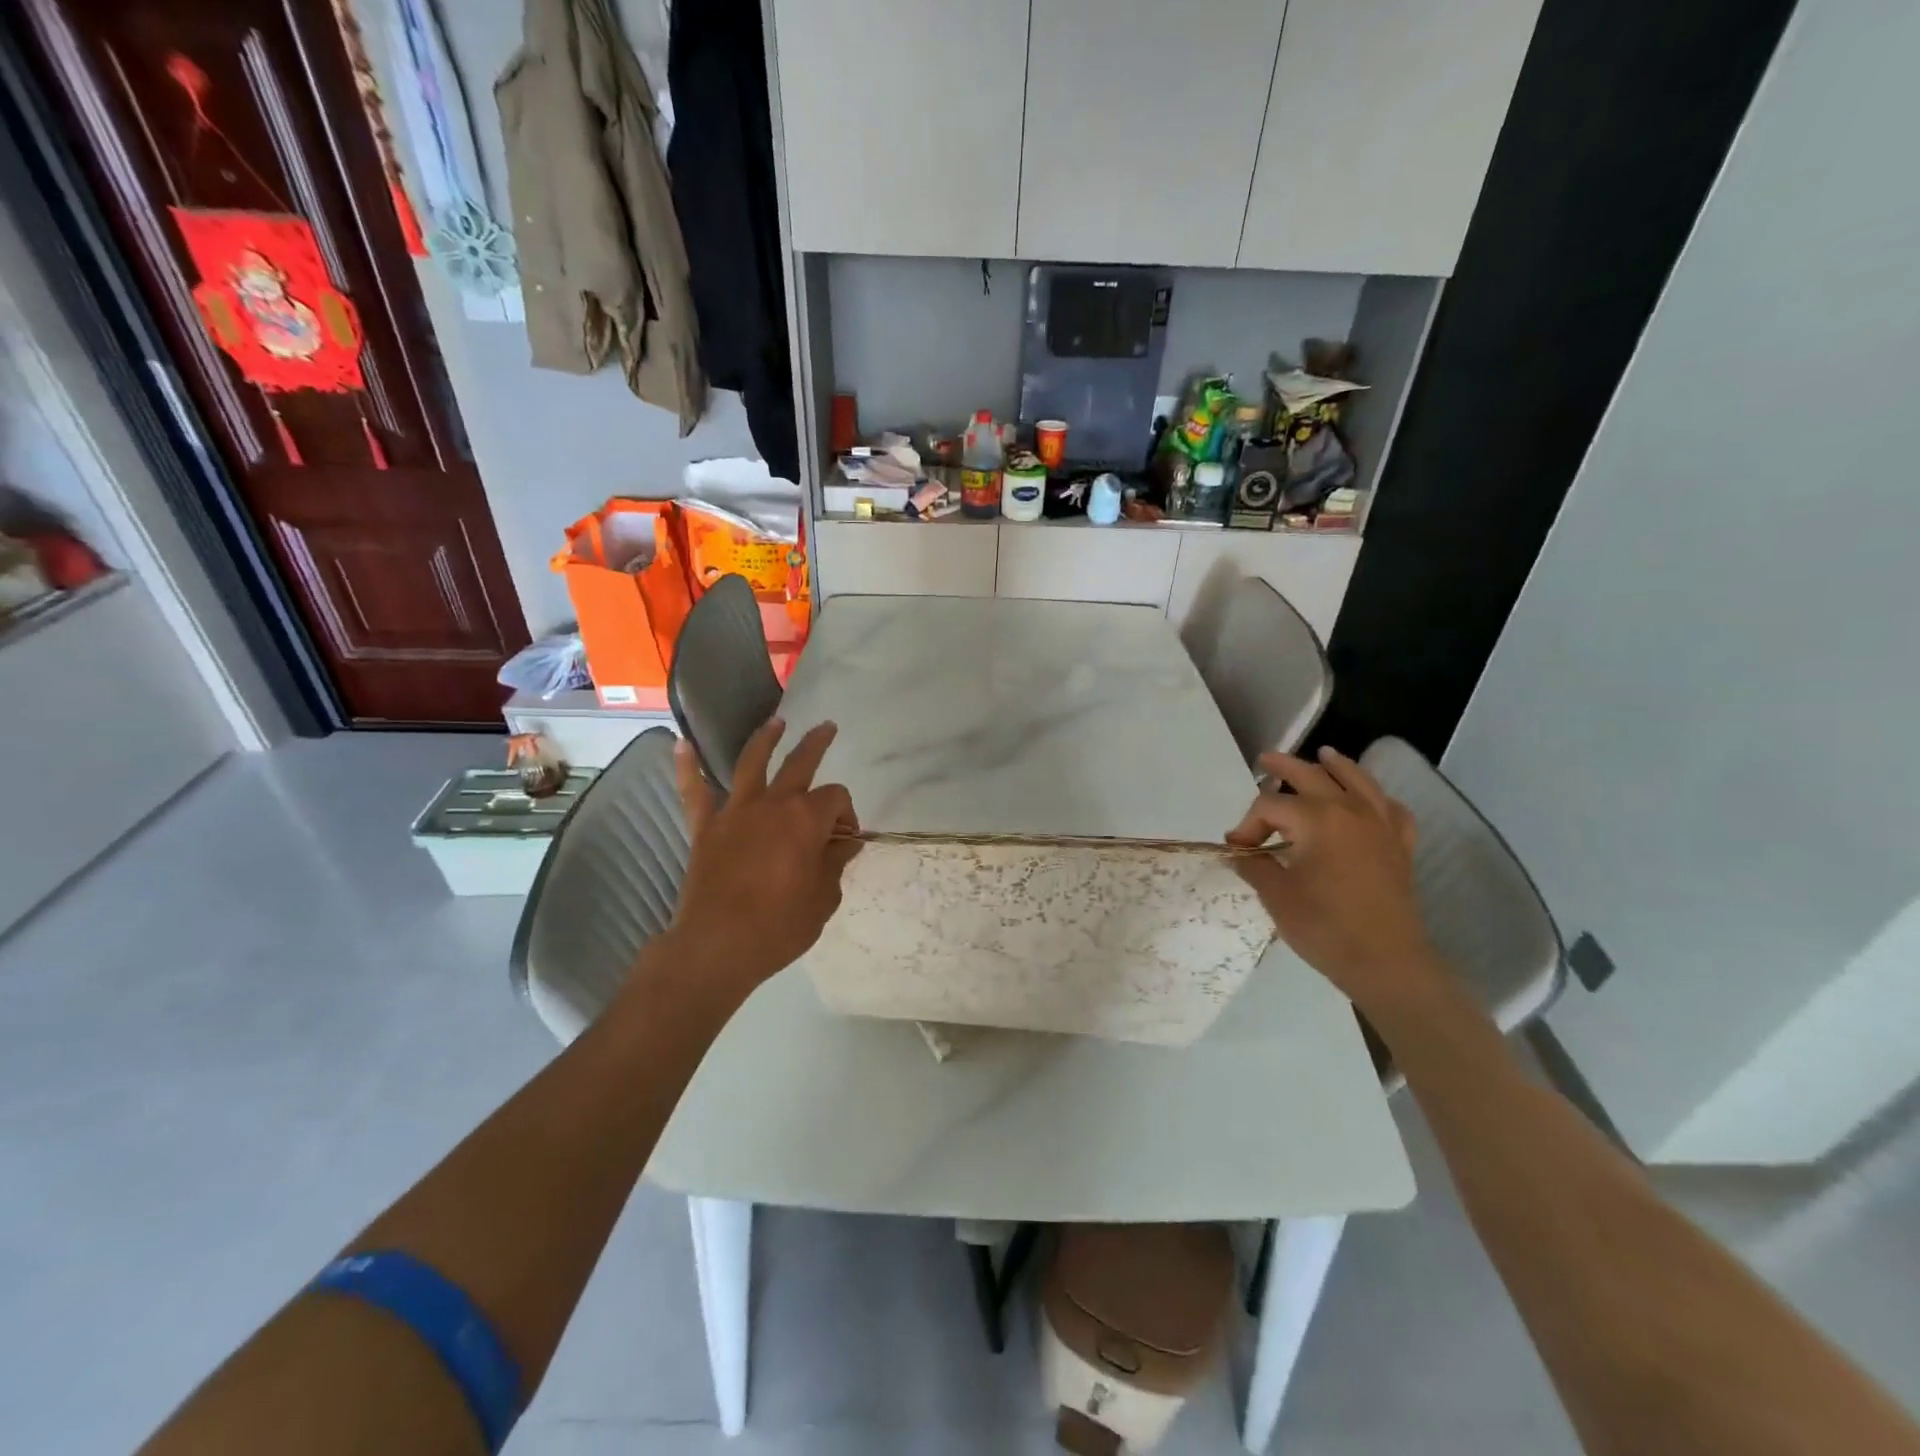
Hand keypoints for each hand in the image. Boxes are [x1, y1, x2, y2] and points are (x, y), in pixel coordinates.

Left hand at [661, 717, 862, 1002]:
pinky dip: (687, 768)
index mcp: (806, 819)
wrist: (717, 947)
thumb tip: (845, 844)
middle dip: (817, 743)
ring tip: (776, 722)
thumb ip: (835, 864)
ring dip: (765, 738)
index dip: (846, 815)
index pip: (836, 799)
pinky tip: (681, 745)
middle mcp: (772, 804)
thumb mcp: (823, 899)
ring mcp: (735, 812)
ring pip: (750, 763)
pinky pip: (694, 792)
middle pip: (800, 763)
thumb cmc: (779, 927)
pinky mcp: (705, 828)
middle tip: (827, 728)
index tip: (845, 840)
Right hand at [1226, 746, 1441, 1014]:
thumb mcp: (1276, 896)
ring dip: (1337, 765)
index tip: (1237, 850)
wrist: (1387, 963)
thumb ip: (1255, 866)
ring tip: (1324, 754)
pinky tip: (1370, 800)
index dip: (1247, 825)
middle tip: (1265, 760)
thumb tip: (1240, 853)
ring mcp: (1380, 826)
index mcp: (1316, 819)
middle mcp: (1350, 810)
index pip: (1270, 806)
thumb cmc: (1325, 927)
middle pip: (1312, 776)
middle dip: (1284, 767)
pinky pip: (1392, 810)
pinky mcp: (1400, 846)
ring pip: (1358, 781)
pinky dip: (1378, 799)